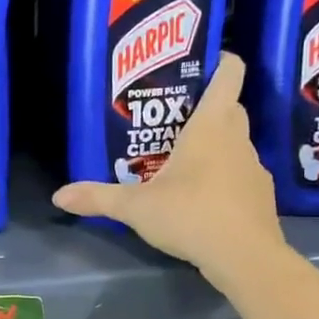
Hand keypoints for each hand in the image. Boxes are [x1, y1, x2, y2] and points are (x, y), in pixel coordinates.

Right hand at [53, 54, 284, 269]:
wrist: (246, 259)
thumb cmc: (191, 215)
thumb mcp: (136, 207)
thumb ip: (98, 198)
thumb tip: (58, 196)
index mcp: (212, 126)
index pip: (229, 74)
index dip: (220, 60)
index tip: (201, 60)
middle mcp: (238, 139)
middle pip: (229, 108)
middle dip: (205, 107)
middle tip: (171, 117)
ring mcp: (254, 168)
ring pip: (234, 142)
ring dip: (214, 145)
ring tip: (180, 159)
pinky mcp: (260, 195)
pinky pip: (239, 173)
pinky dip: (223, 176)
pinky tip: (200, 197)